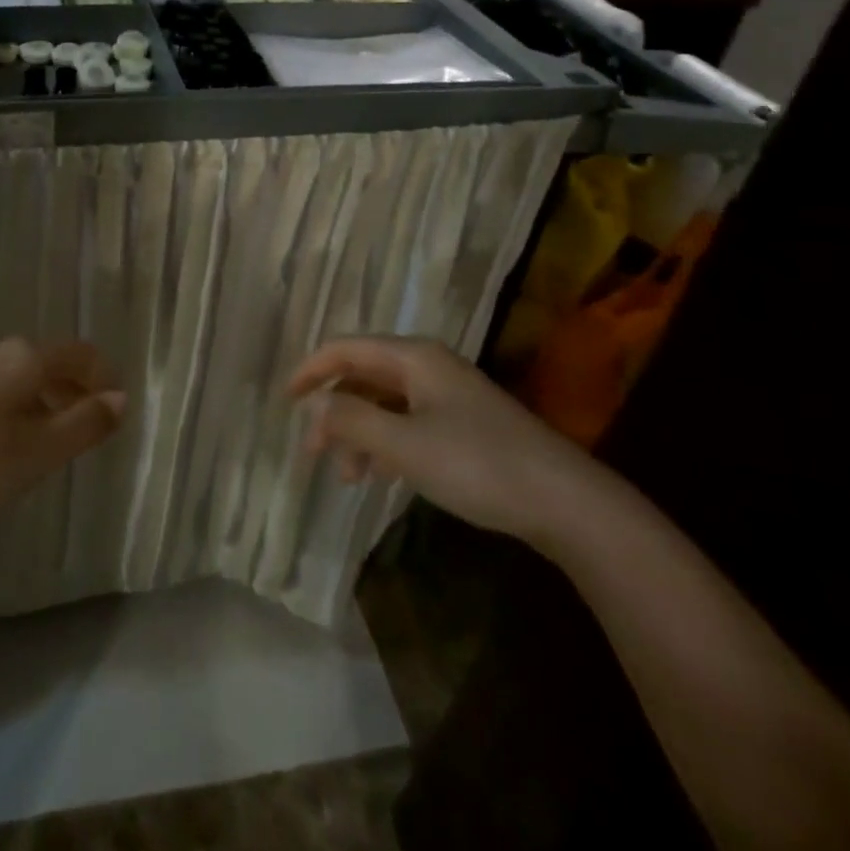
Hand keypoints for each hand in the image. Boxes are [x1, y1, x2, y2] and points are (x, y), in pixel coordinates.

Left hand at [0, 338, 125, 543]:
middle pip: (53, 362)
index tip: (117, 416)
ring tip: (56, 446)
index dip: (106, 379)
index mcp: (25, 358)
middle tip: (91, 434)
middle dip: (78, 392)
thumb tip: (121, 399)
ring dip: (49, 404)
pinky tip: (11, 449)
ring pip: (24, 379)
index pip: (82, 353)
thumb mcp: (36, 452)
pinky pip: (0, 393)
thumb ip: (83, 424)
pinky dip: (21, 412)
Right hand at [289, 337, 588, 541]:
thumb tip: (317, 409)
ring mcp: (447, 395)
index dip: (311, 370)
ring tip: (348, 476)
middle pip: (363, 376)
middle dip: (334, 410)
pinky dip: (384, 443)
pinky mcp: (462, 424)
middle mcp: (427, 366)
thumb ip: (352, 422)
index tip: (285, 400)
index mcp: (413, 357)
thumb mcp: (404, 445)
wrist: (564, 501)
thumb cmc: (477, 463)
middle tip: (313, 451)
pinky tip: (380, 474)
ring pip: (384, 403)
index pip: (345, 349)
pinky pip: (406, 422)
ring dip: (358, 433)